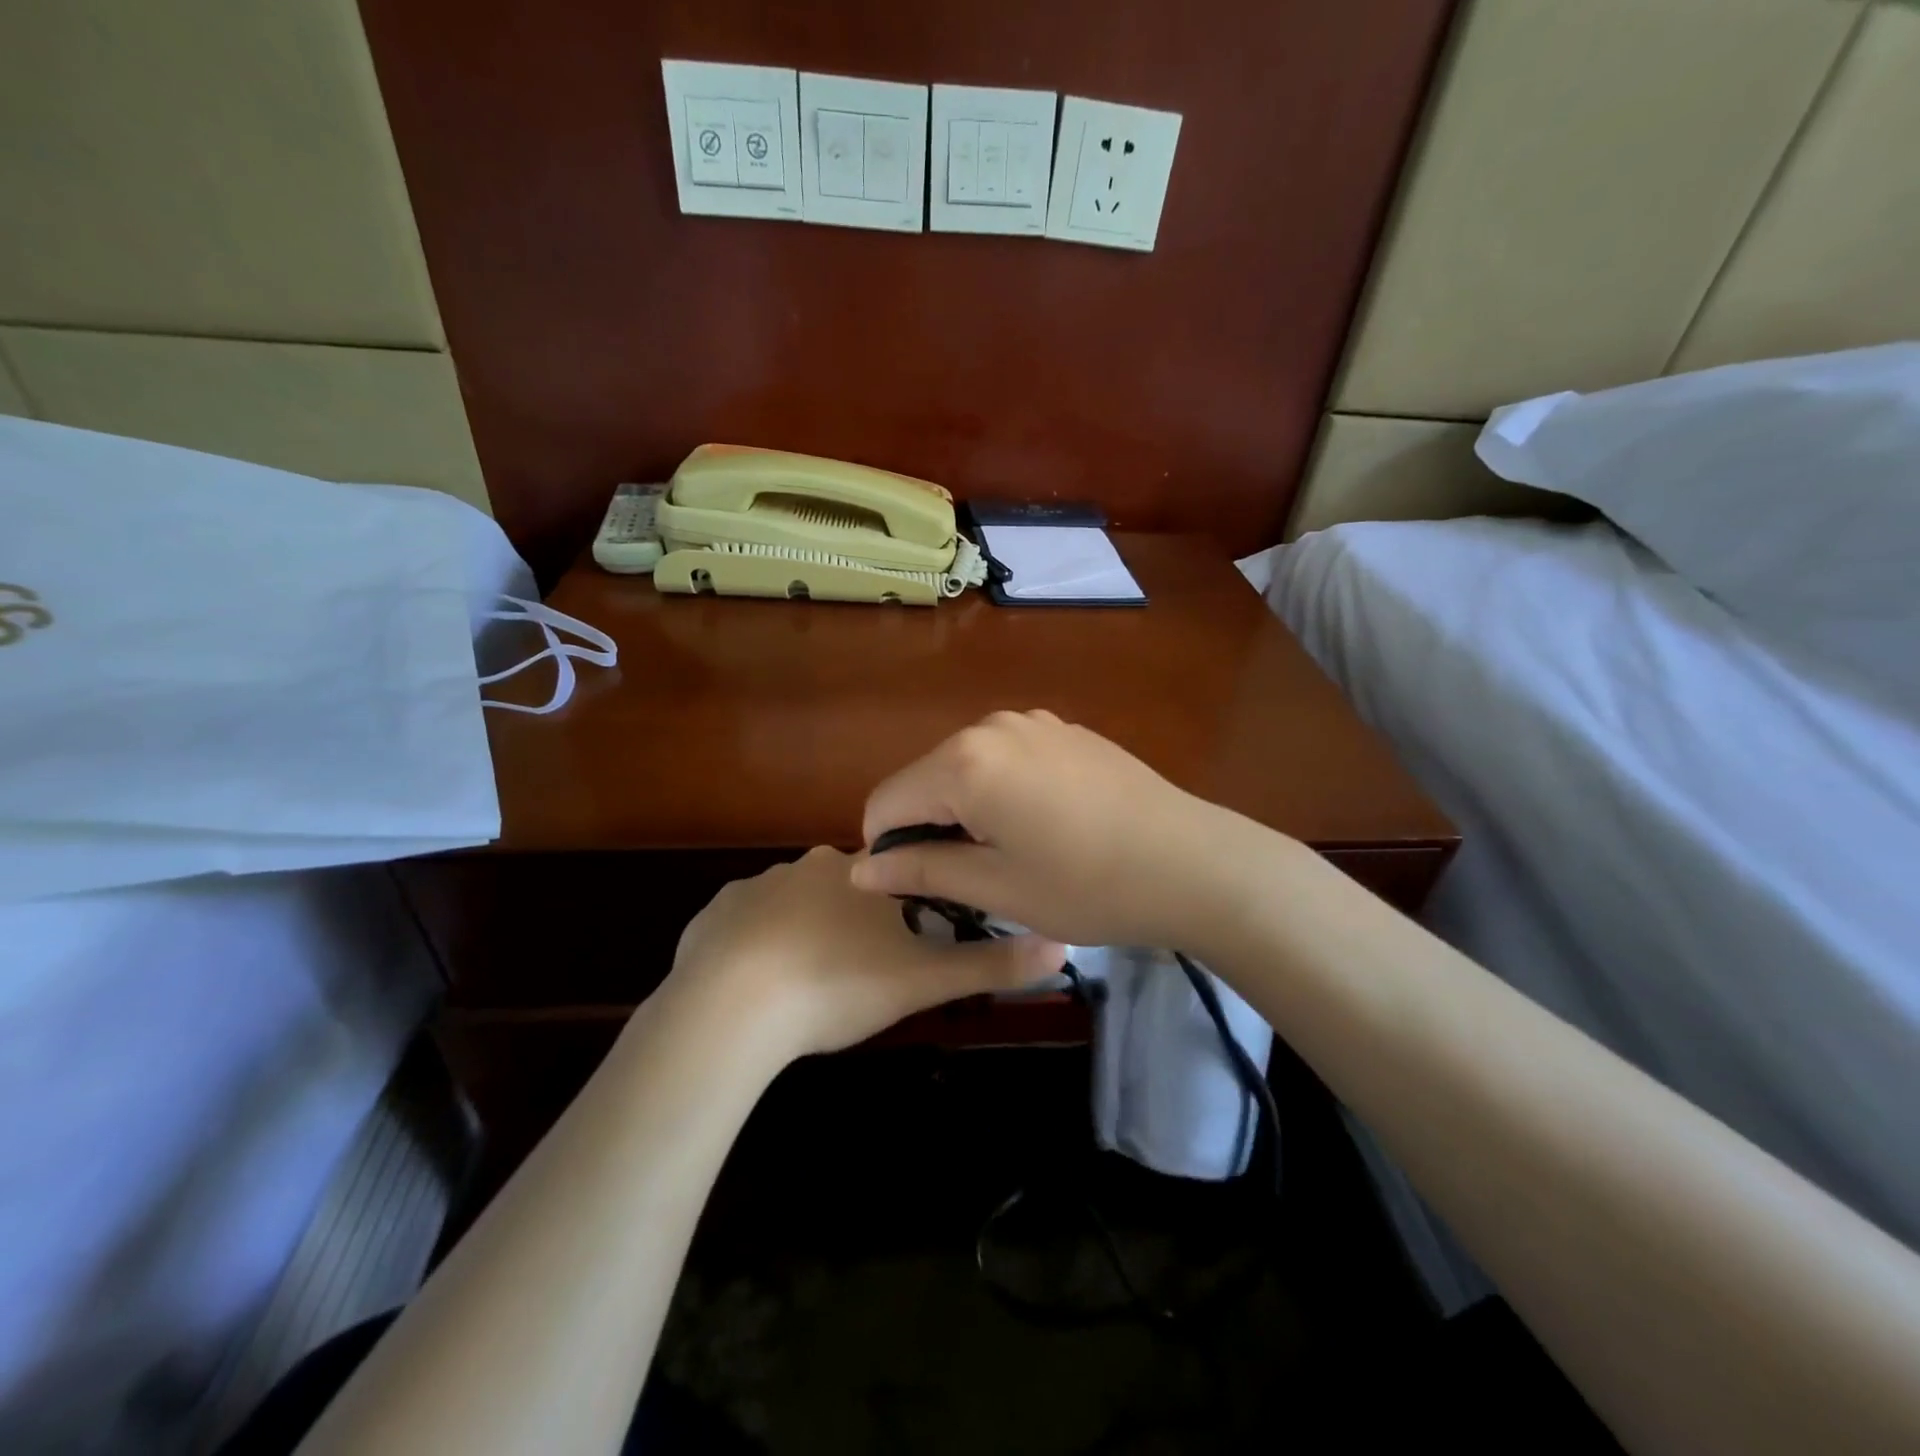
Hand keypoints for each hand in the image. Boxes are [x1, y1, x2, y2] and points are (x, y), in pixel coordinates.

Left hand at [666, 846, 1065, 1059]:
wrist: (732, 1011)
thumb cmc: (837, 986)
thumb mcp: (922, 981)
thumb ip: (990, 965)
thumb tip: (1061, 946)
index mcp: (858, 873)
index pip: (892, 878)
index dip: (901, 913)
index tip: (897, 953)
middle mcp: (805, 866)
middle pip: (843, 889)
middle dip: (853, 925)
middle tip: (854, 977)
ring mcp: (753, 888)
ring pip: (792, 906)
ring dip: (804, 936)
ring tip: (806, 988)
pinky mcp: (713, 915)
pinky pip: (744, 926)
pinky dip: (755, 949)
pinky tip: (757, 989)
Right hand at [850, 710, 1231, 947]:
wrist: (1193, 862)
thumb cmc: (1086, 885)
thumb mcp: (995, 887)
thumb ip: (920, 870)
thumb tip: (859, 870)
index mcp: (963, 762)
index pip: (886, 802)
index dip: (886, 850)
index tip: (917, 888)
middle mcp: (990, 726)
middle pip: (925, 779)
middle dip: (929, 827)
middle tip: (970, 880)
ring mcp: (1033, 722)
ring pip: (966, 768)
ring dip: (967, 810)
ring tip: (1010, 856)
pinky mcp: (1065, 731)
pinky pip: (1006, 759)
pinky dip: (1001, 792)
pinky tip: (1046, 828)